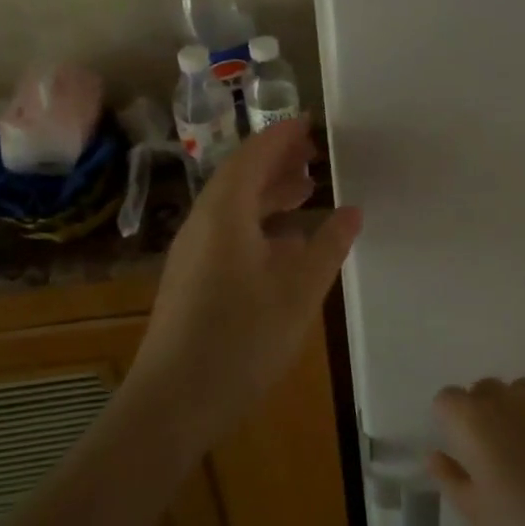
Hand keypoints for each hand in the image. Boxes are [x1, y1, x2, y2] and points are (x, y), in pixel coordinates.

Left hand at [132, 118, 361, 451]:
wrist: (172, 402)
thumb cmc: (241, 339)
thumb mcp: (299, 290)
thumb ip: (329, 245)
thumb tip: (351, 210)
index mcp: (225, 214)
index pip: (254, 156)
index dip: (282, 136)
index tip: (311, 123)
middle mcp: (203, 223)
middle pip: (240, 176)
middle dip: (277, 162)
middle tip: (316, 155)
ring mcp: (193, 253)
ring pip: (234, 206)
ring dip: (269, 193)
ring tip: (307, 190)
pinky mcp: (192, 279)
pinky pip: (228, 232)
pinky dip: (258, 223)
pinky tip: (284, 244)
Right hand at [429, 379, 524, 525]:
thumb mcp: (479, 515)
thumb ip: (451, 478)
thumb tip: (436, 455)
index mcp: (475, 420)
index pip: (448, 399)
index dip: (452, 422)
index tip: (465, 452)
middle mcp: (511, 396)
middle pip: (487, 390)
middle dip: (488, 414)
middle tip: (503, 458)